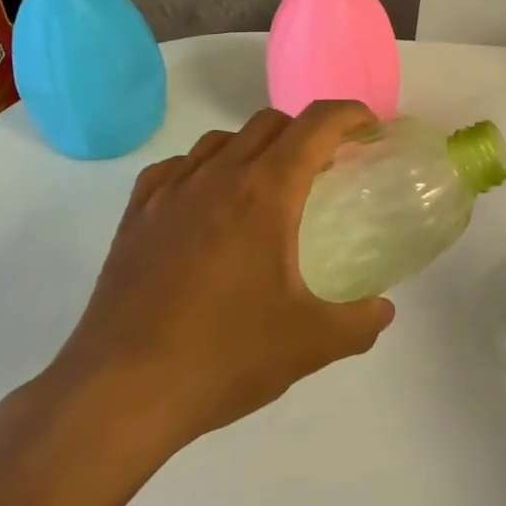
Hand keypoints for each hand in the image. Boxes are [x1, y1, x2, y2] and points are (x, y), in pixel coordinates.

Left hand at [0, 102, 394, 474]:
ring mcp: (169, 192)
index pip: (315, 125)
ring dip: (254, 147)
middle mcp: (217, 175)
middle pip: (269, 122)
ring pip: (220, 140)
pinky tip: (206, 204)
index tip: (368, 126)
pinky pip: (177, 168)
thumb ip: (360, 323)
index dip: (349, 115)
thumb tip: (383, 311)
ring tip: (266, 187)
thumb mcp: (310, 344)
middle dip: (305, 132)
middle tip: (324, 167)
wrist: (122, 391)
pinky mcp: (135, 215)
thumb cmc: (224, 357)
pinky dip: (204, 169)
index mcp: (265, 192)